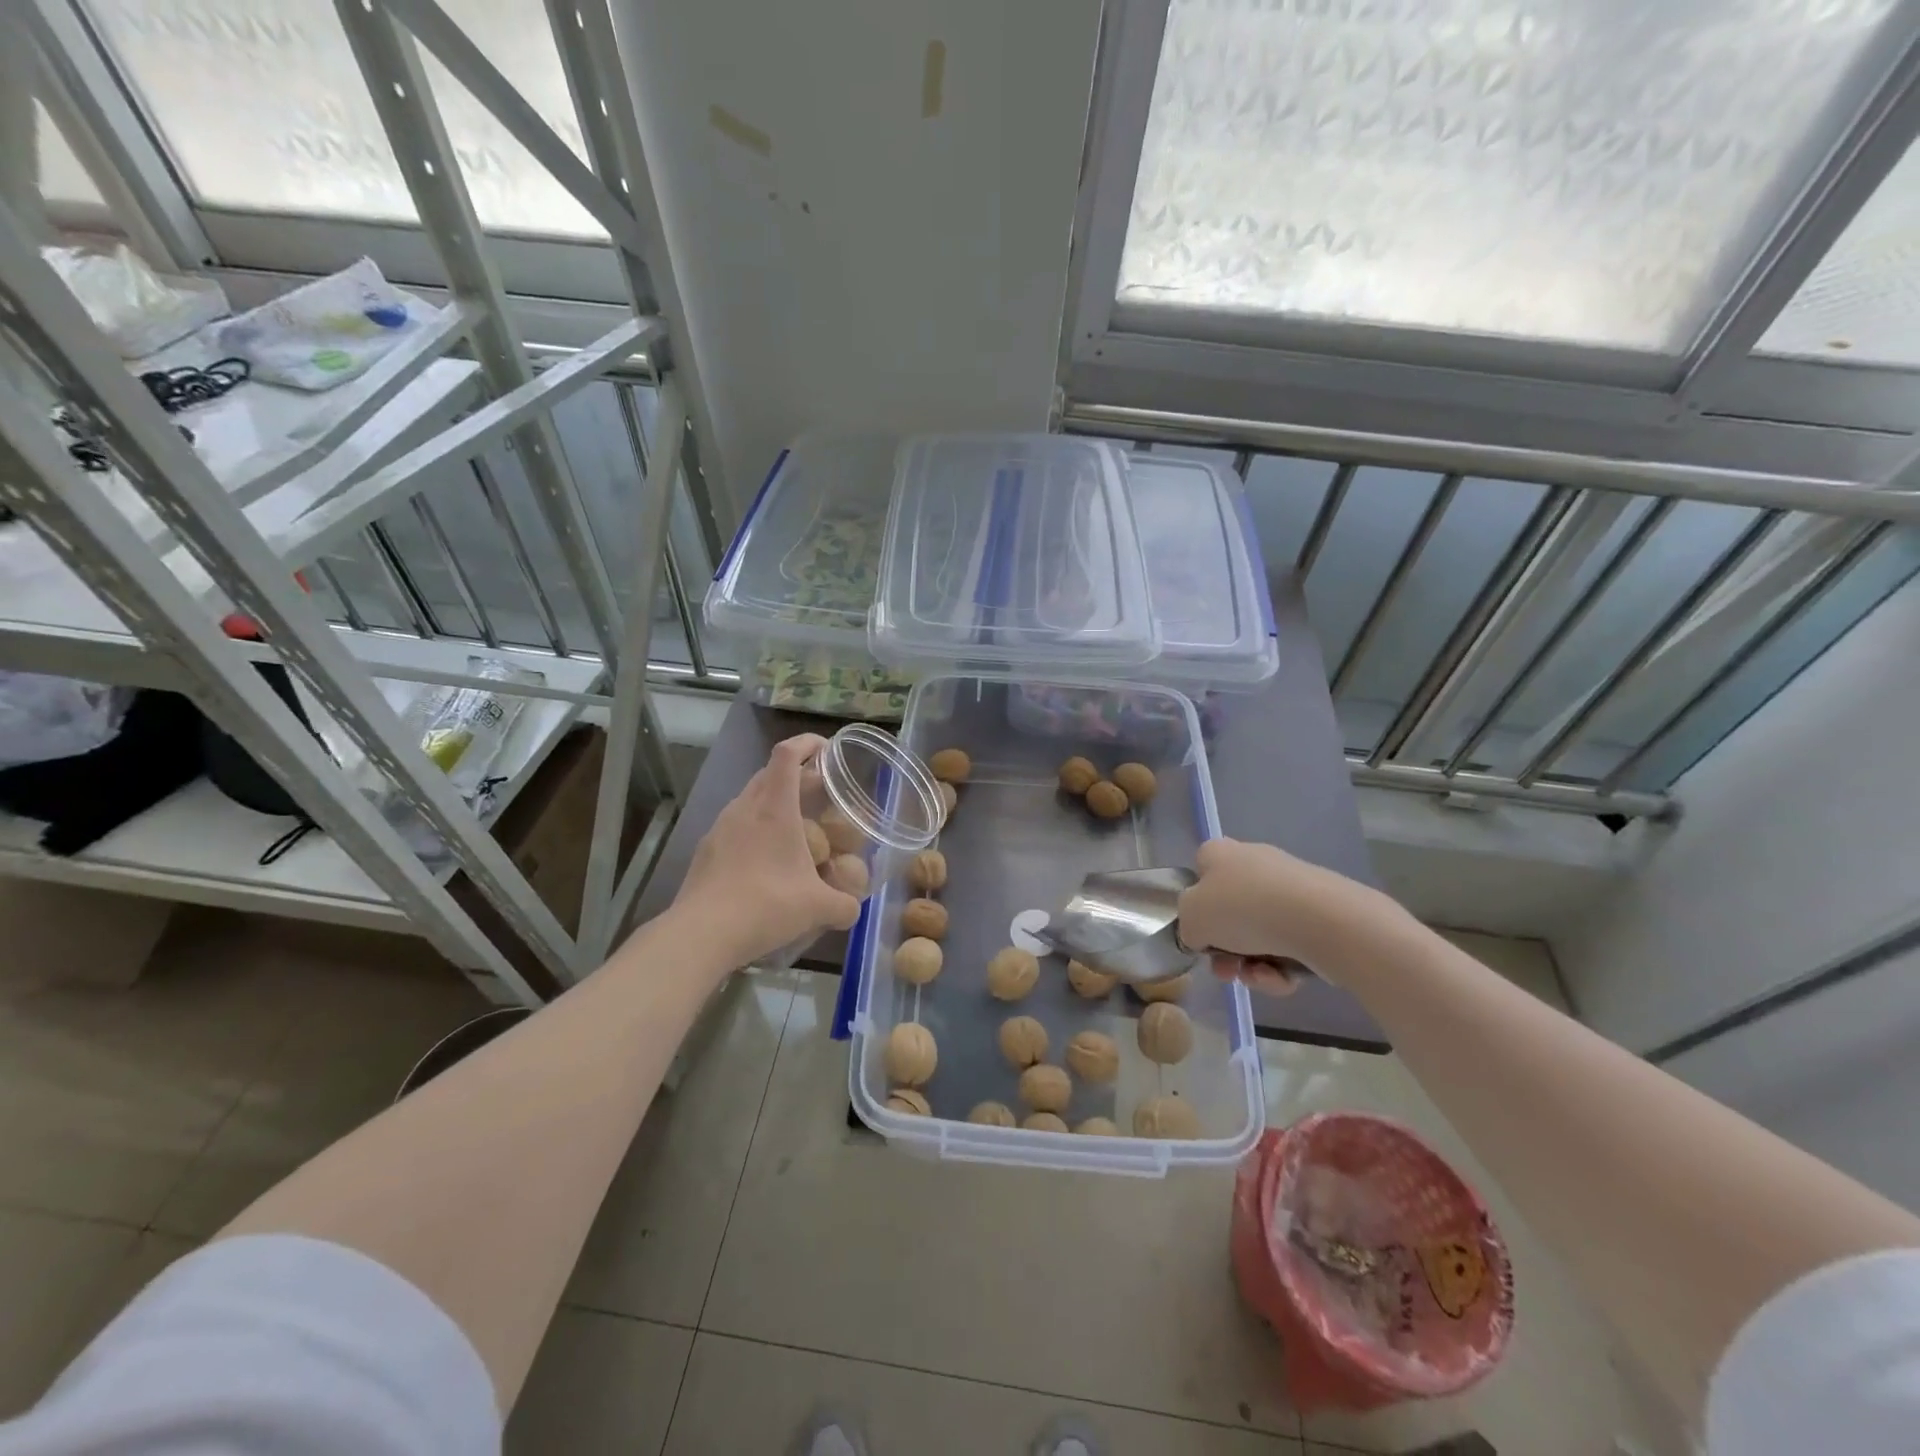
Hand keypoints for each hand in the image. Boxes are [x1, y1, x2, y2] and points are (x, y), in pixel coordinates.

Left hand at [671, 734, 862, 969]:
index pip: (787, 754)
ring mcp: (720, 828)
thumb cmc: (766, 906)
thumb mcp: (818, 908)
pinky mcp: (705, 851)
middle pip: (769, 774)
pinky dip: (754, 832)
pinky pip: (735, 828)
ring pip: (750, 800)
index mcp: (774, 807)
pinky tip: (765, 863)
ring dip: (773, 804)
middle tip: (820, 794)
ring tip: (795, 830)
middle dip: (796, 776)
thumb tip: (852, 908)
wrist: (701, 934)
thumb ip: (845, 905)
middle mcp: (745, 808)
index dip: (807, 743)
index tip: (826, 749)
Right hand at [1178, 837, 1388, 990]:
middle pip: (1229, 912)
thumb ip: (1187, 926)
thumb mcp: (1191, 918)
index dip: (1196, 905)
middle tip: (1226, 970)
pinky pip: (1288, 944)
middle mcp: (1253, 862)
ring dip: (1252, 964)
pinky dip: (1281, 966)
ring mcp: (1288, 888)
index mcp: (1219, 853)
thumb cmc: (1242, 909)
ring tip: (1258, 977)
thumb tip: (1201, 933)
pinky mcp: (1318, 913)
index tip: (1200, 933)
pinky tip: (1283, 977)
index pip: (1199, 874)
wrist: (1320, 920)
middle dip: (1225, 949)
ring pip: (1258, 934)